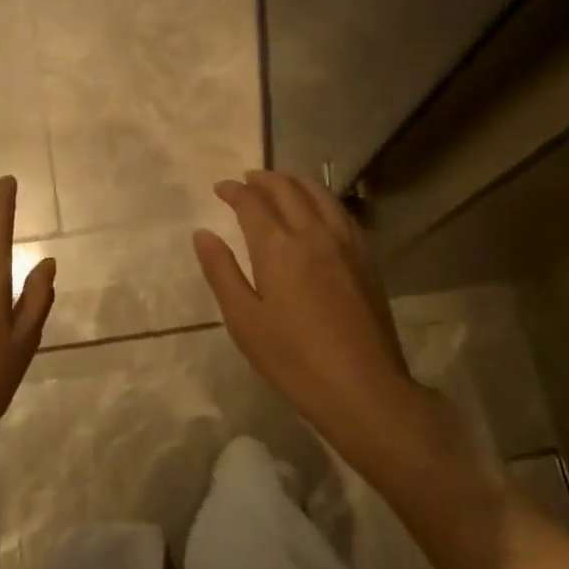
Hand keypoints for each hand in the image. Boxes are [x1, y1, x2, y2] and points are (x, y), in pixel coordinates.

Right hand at [194, 171, 418, 463]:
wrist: (363, 388)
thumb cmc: (293, 360)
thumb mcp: (243, 320)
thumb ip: (221, 272)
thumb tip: (202, 234)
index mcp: (279, 247)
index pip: (253, 203)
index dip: (234, 191)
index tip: (221, 188)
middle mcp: (314, 234)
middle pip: (288, 190)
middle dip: (264, 179)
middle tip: (247, 180)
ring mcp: (346, 244)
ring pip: (321, 195)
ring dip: (296, 183)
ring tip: (281, 184)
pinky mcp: (366, 259)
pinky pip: (342, 213)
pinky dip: (323, 200)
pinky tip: (319, 210)